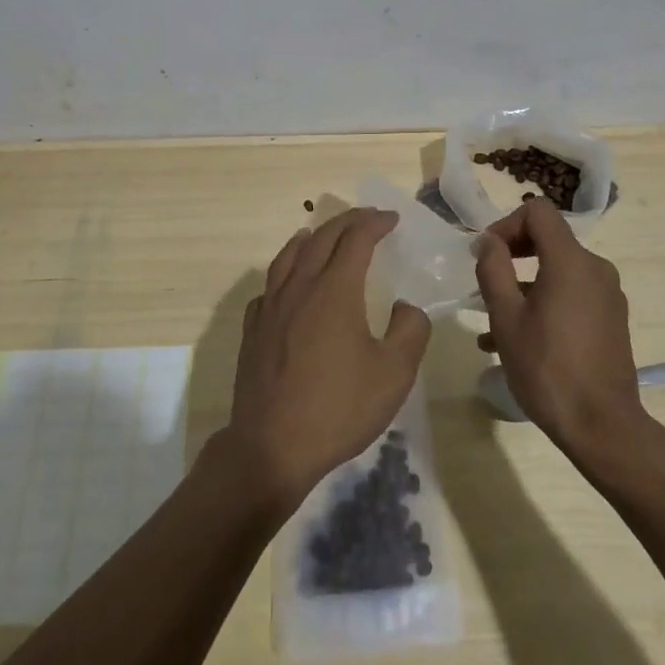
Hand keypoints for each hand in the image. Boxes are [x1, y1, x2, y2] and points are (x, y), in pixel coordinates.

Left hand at [223, 209, 431, 509]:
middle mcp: (300, 286)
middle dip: (347, 222)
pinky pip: (269, 287)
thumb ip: (410, 331)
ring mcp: (271, 306)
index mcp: (335, 289)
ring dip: (309, 238)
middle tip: (367, 218)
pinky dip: (283, 272)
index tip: (392, 219)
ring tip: (318, 233)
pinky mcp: (254, 329)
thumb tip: (407, 306)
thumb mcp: (393, 375)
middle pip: (322, 238)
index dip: (375, 223)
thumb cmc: (338, 408)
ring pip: (289, 256)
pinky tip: (287, 284)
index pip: (356, 239)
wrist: (272, 446)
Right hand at [473, 198, 648, 453]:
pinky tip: (517, 339)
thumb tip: (488, 241)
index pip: (538, 212)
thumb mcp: (506, 317)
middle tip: (485, 281)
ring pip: (557, 272)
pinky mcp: (612, 320)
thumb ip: (493, 269)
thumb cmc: (548, 368)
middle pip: (549, 239)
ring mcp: (608, 296)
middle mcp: (595, 269)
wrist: (604, 429)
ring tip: (491, 321)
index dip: (506, 224)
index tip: (486, 254)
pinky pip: (572, 295)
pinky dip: (544, 303)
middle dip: (512, 255)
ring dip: (524, 285)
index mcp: (571, 261)